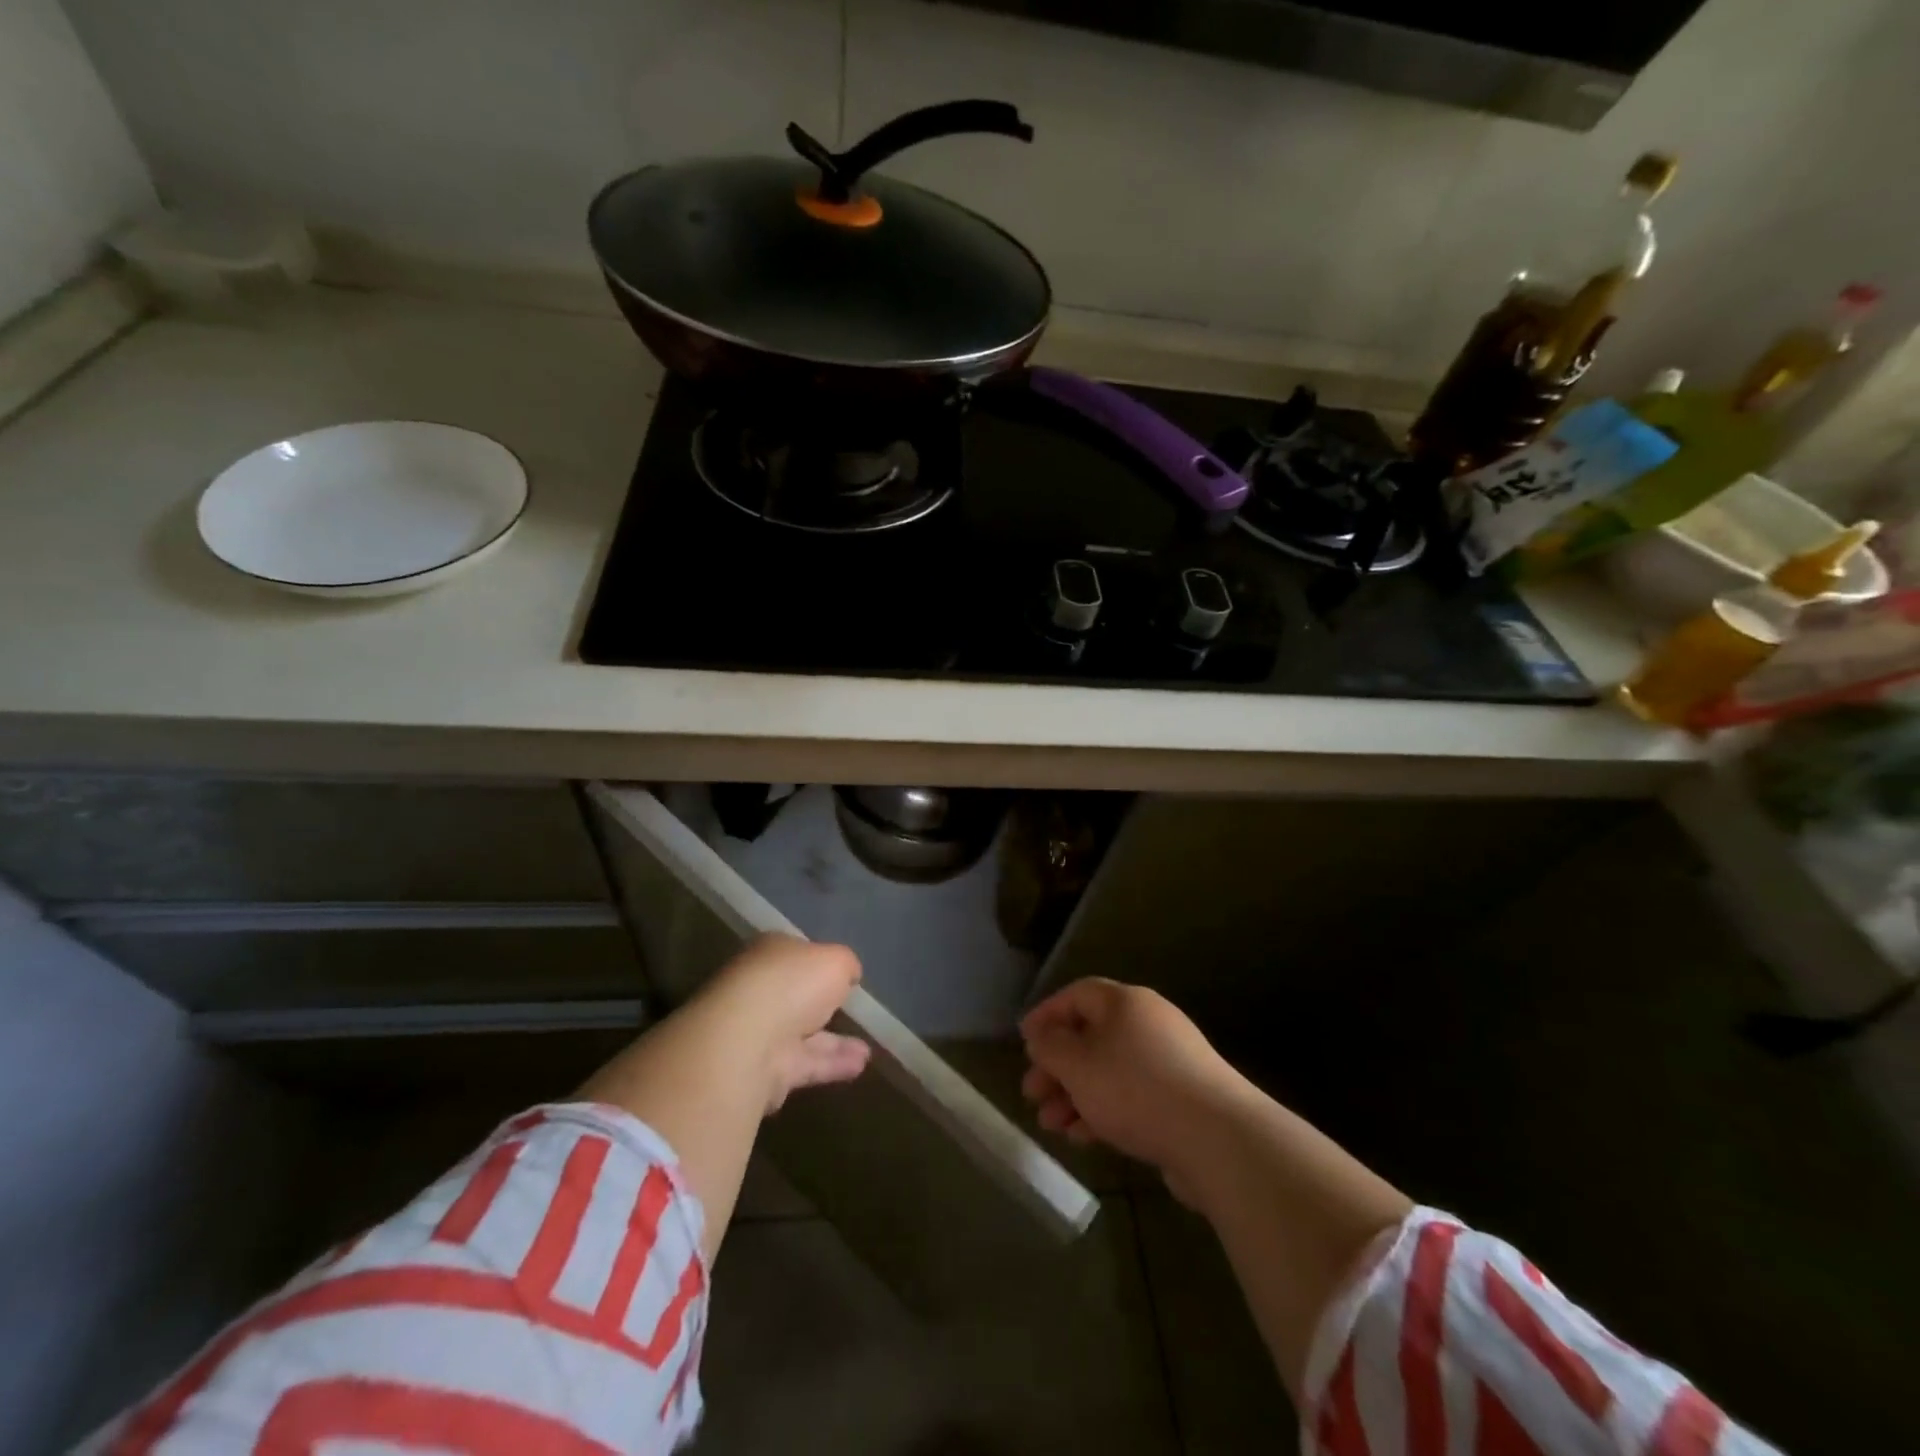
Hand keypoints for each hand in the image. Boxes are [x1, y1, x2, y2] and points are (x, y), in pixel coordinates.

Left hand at [688, 934, 870, 1112]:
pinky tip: (859, 1067)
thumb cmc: (791, 984)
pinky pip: (805, 1064)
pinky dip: (831, 1065)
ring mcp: (758, 1032)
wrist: (746, 1041)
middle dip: (822, 1005)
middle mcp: (759, 990)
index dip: (818, 962)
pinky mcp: (763, 1071)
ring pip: (802, 1035)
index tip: (842, 975)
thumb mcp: (835, 960)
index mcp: (769, 954)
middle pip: (795, 996)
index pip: (795, 954)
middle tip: (851, 1011)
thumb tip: (849, 974)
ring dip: (834, 1042)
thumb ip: (846, 965)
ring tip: (867, 1051)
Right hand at [1021, 977, 1250, 1204]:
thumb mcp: (1078, 1064)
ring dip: (1075, 1095)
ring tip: (1051, 1125)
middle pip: (1091, 1036)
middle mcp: (1148, 1023)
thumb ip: (1050, 1046)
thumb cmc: (1135, 1089)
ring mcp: (1169, 1062)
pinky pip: (1131, 1096)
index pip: (1076, 995)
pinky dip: (1104, 1111)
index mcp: (1125, 1002)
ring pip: (1109, 1071)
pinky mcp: (1181, 1100)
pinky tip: (1084, 1138)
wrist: (1217, 1139)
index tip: (1023, 1043)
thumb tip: (1039, 1034)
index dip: (1046, 1015)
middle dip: (1057, 1066)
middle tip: (1032, 1094)